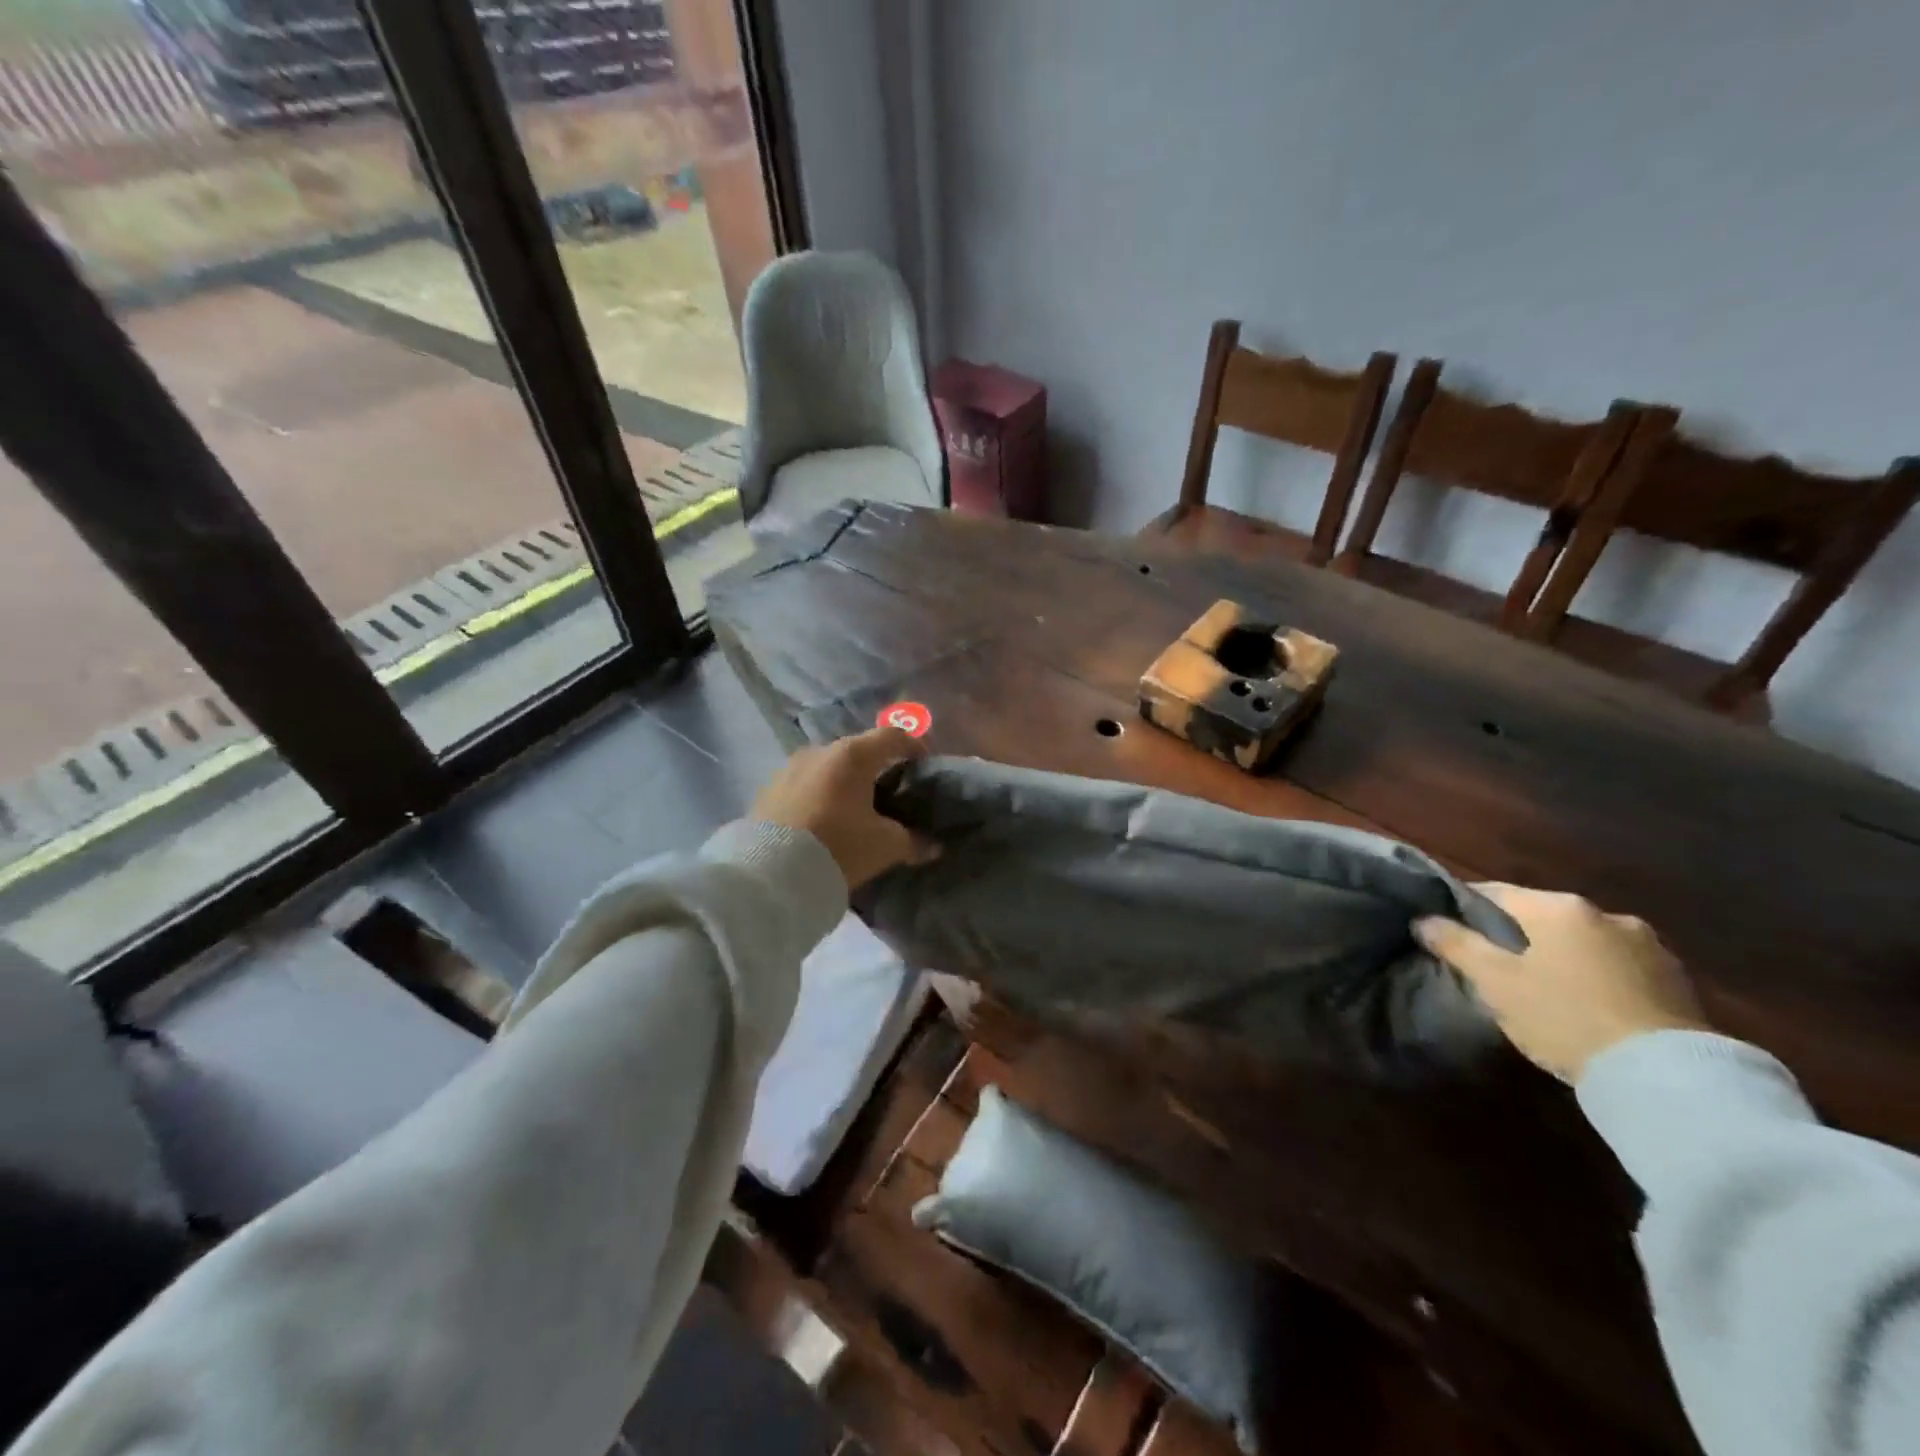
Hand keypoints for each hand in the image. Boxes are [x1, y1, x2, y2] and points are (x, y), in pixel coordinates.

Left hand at [751, 726, 936, 889]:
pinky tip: (823, 821)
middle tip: (890, 793)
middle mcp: (819, 751)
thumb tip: (932, 846)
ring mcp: (789, 768)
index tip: (924, 765)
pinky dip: (820, 795)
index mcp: (853, 755)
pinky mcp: (768, 790)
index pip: (893, 736)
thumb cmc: (838, 846)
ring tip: (854, 810)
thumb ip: (912, 841)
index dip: (914, 746)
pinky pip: (804, 785)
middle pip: (858, 750)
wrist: (768, 874)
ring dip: (844, 782)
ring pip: (828, 767)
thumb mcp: (884, 846)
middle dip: (877, 767)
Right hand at [1414, 885, 1708, 1081]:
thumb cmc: (1564, 1016)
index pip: (1496, 892)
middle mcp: (1605, 914)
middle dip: (1518, 935)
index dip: (1466, 907)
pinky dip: (1598, 978)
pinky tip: (1588, 1006)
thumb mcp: (1495, 982)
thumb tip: (1423, 919)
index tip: (1448, 928)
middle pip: (1543, 917)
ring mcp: (1649, 947)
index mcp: (1557, 907)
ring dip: (1563, 957)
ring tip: (1544, 989)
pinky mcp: (1679, 982)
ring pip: (1584, 942)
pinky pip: (1619, 968)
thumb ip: (1457, 944)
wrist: (1668, 1077)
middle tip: (1495, 965)